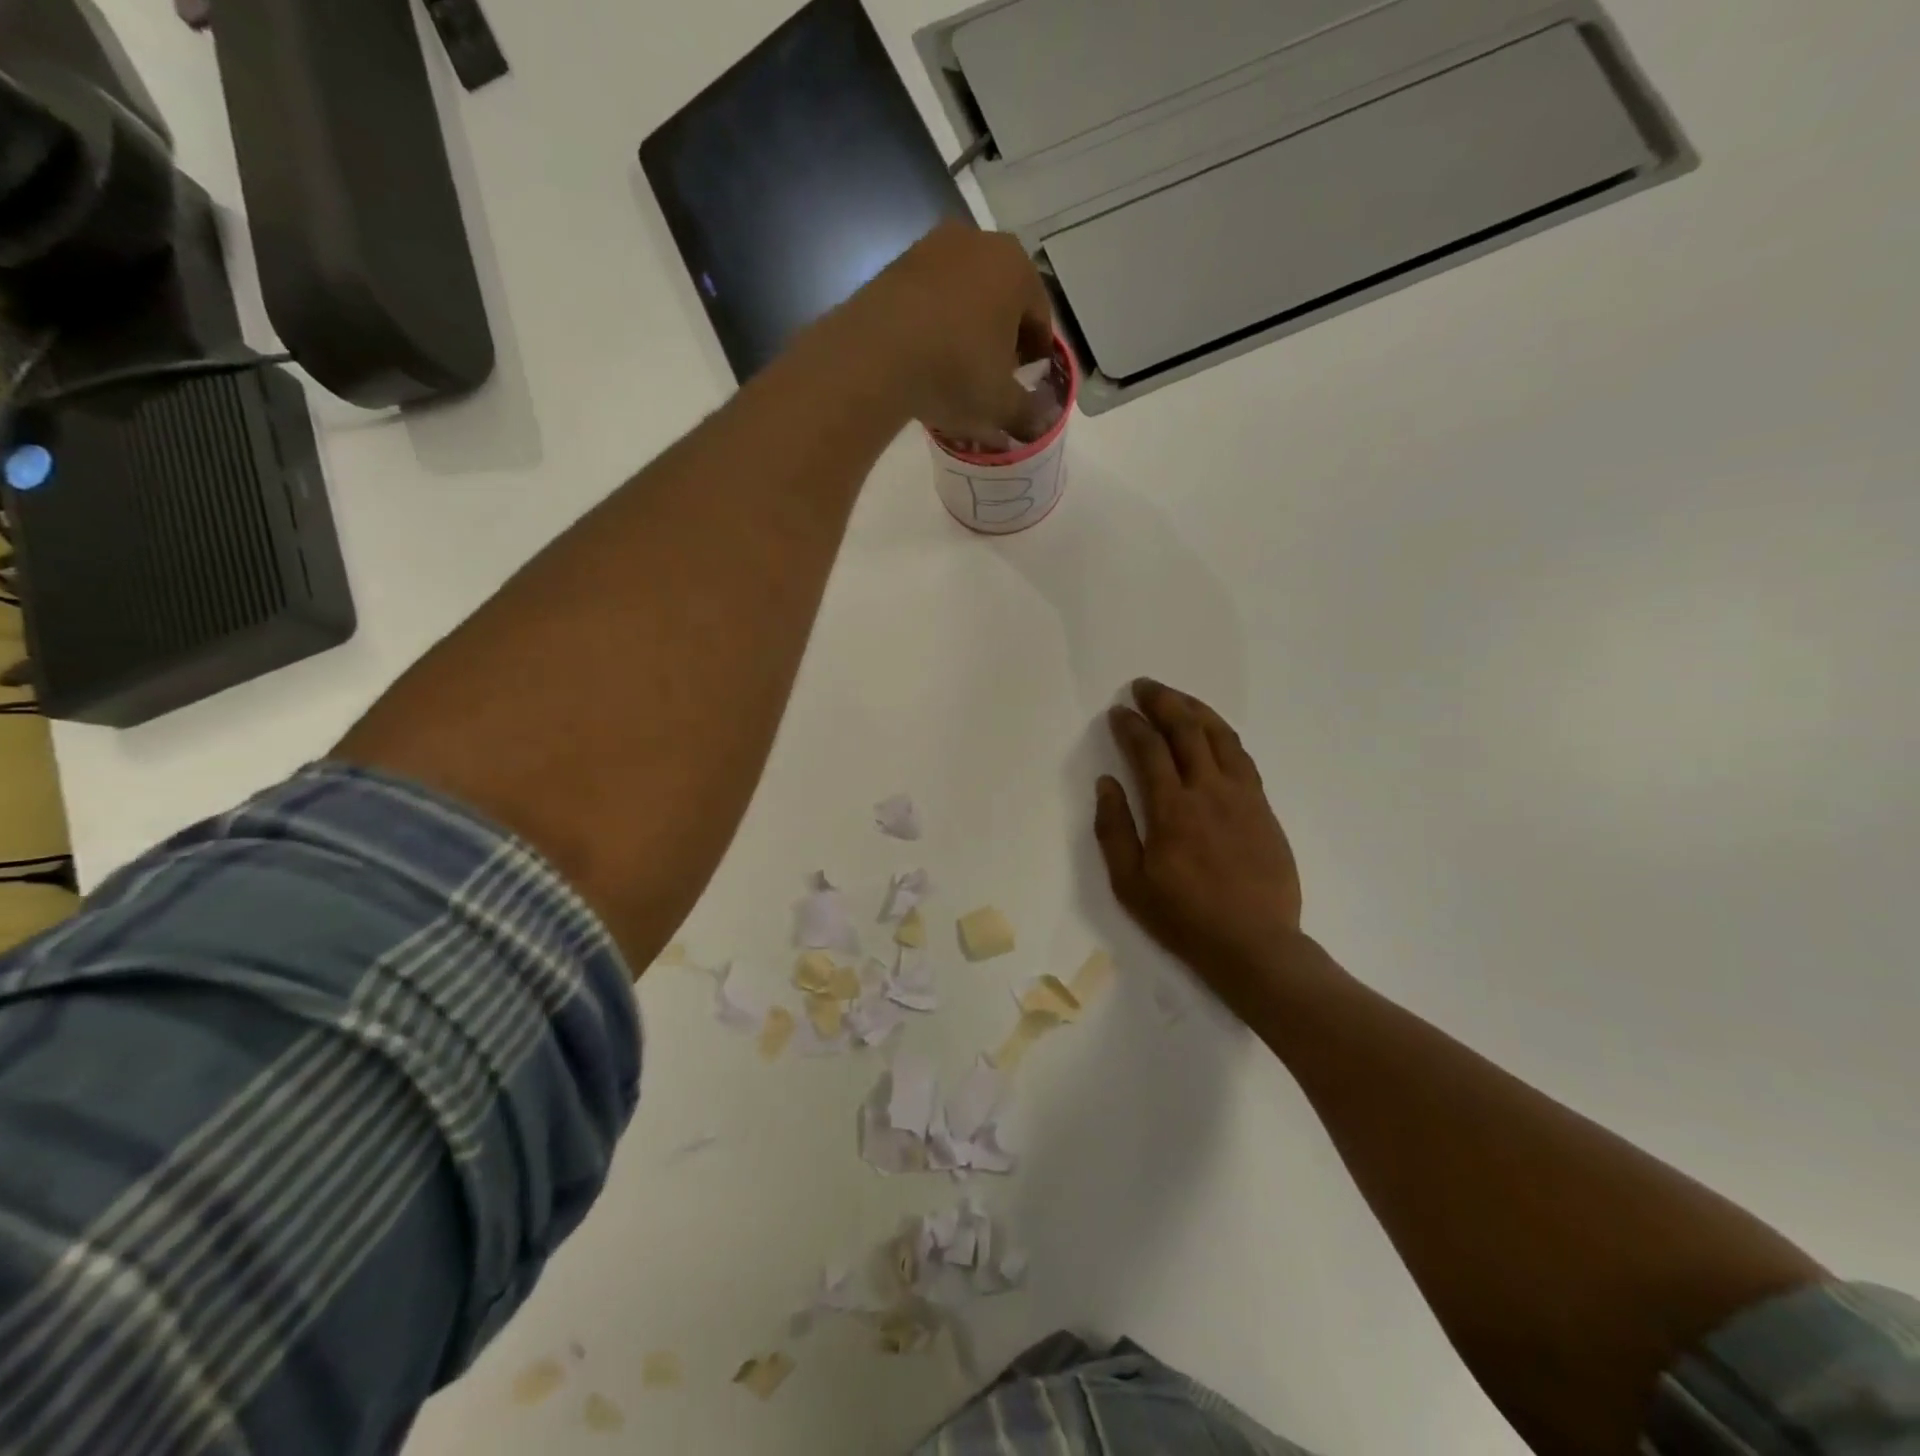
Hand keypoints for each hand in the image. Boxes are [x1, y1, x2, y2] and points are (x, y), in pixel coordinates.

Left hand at [840, 222, 1053, 439]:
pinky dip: (933, 325)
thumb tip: (1037, 422)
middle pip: (1001, 299)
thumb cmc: (955, 372)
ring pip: (963, 296)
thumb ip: (1027, 412)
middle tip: (994, 378)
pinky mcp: (894, 265)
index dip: (1037, 355)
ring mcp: (931, 247)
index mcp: (1017, 268)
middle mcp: (979, 242)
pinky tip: (925, 359)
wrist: (874, 355)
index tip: (1028, 382)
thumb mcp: (1001, 404)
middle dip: (1002, 338)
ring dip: (966, 329)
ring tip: (956, 371)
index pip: (1040, 317)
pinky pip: (928, 300)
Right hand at [1095, 679, 1309, 1018]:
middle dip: (1163, 701)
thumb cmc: (1184, 917)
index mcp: (1172, 809)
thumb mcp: (1130, 883)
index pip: (1149, 750)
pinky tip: (1213, 732)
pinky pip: (1242, 757)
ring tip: (1177, 697)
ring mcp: (1242, 796)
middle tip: (1144, 686)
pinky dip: (1223, 735)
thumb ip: (1114, 829)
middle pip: (1186, 730)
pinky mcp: (1263, 807)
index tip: (1118, 711)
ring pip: (1220, 736)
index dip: (1131, 725)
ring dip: (1196, 709)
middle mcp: (1208, 791)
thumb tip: (1106, 783)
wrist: (1255, 944)